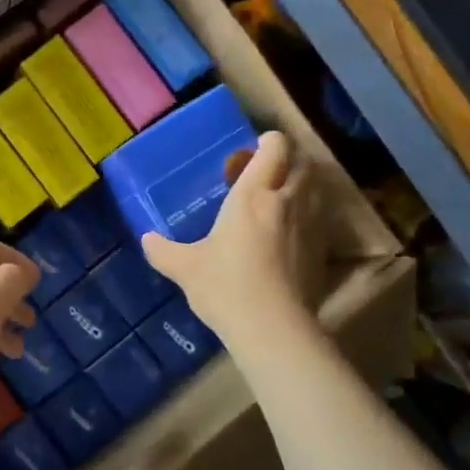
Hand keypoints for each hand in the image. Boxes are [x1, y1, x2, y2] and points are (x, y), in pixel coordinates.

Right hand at [141, 130, 321, 343]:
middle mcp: (287, 200)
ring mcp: (310, 225)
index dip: (267, 142)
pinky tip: (291, 235)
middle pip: (302, 162)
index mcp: (253, 194)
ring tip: (279, 201)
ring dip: (301, 186)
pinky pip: (320, 219)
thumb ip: (163, 251)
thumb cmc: (225, 286)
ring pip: (316, 188)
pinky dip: (309, 216)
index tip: (251, 153)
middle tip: (264, 176)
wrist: (272, 327)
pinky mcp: (322, 250)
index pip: (274, 147)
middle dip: (287, 162)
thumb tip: (146, 239)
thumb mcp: (185, 268)